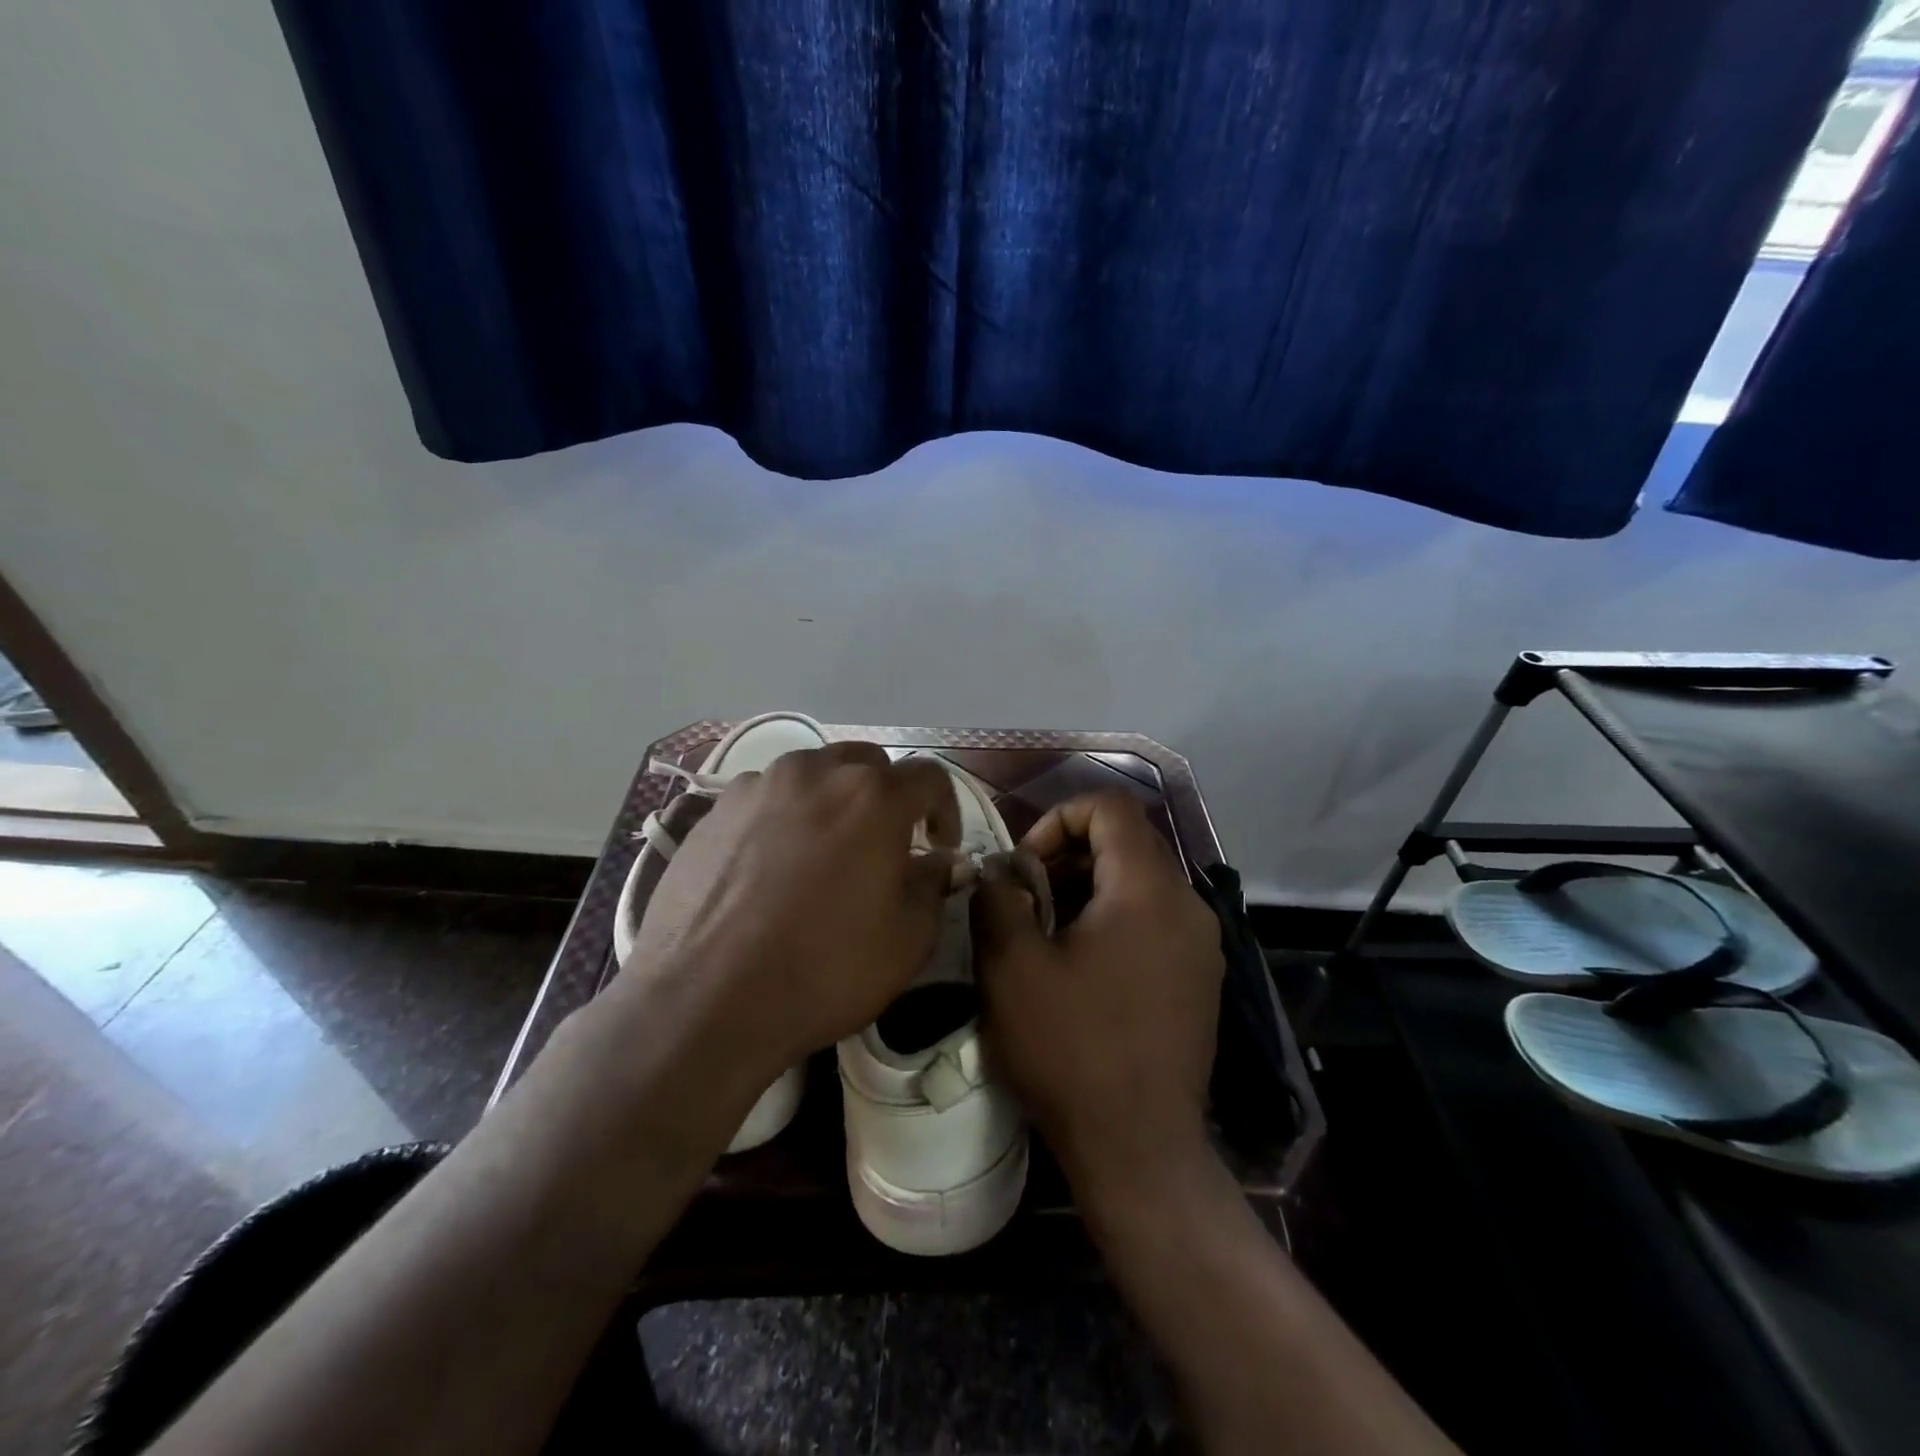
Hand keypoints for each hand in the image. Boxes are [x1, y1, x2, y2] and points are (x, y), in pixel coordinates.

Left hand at [611, 742, 961, 1087]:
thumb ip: (933, 884)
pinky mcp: (713, 810)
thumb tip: (938, 861)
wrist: (704, 1002)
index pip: (928, 776)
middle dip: (886, 798)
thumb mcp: (907, 940)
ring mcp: (757, 786)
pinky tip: (771, 867)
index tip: (939, 847)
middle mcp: (815, 772)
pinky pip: (765, 798)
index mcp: (872, 796)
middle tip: (883, 847)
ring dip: (832, 803)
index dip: (945, 809)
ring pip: (812, 776)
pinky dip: (783, 818)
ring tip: (823, 854)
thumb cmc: (823, 970)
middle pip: (867, 765)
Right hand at [972, 790, 1222, 1197]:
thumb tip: (999, 871)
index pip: (1111, 807)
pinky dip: (1116, 917)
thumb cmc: (1071, 1050)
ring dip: (1090, 887)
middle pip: (1129, 842)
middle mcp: (1188, 905)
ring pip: (1142, 881)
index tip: (1025, 865)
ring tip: (1049, 932)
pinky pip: (1156, 918)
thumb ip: (998, 898)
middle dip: (1071, 854)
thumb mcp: (1012, 967)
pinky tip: (1083, 965)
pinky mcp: (1201, 977)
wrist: (1140, 1149)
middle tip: (1028, 897)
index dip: (1059, 818)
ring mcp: (1202, 943)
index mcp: (1148, 890)